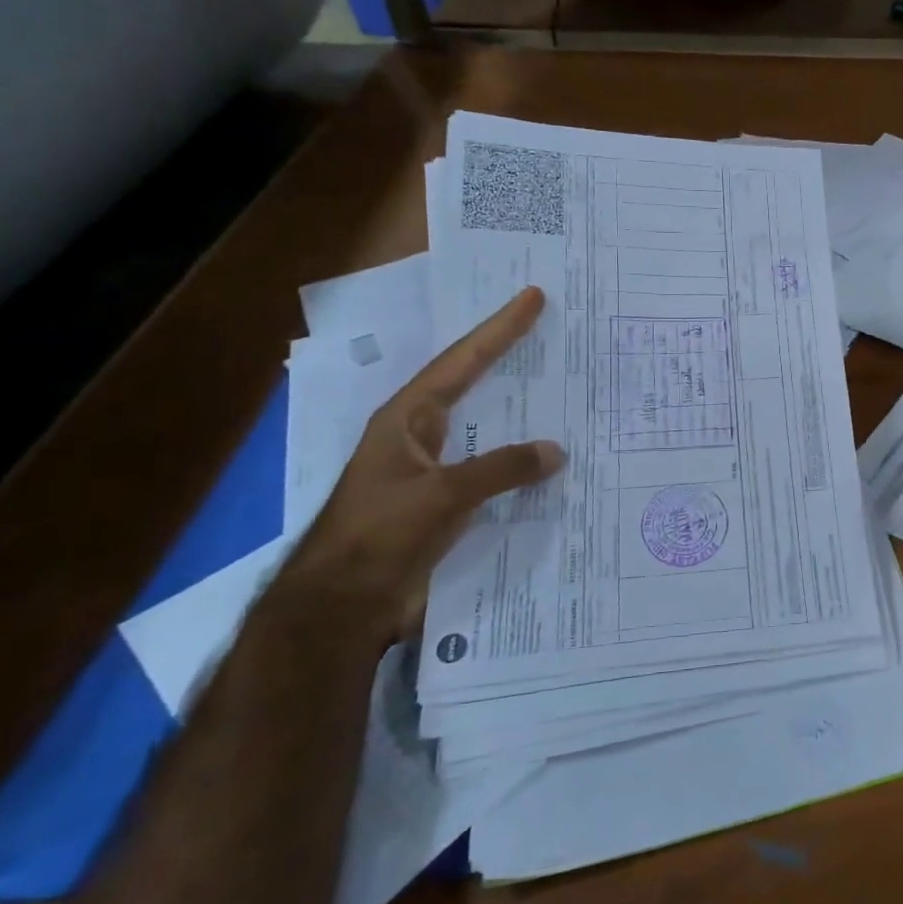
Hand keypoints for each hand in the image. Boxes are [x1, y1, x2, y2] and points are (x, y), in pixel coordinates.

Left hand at [275, 286, 564, 643]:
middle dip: (507, 356)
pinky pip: (494, 466)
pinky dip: (521, 458)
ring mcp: (434, 468)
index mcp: (409, 418)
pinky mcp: (446, 501)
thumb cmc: (380, 534)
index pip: (462, 361)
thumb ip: (502, 469)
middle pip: (472, 383)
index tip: (531, 298)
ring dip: (519, 408)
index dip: (499, 328)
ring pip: (486, 425)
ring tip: (560, 386)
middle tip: (548, 329)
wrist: (342, 605)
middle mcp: (422, 434)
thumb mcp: (442, 495)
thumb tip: (557, 451)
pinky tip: (549, 459)